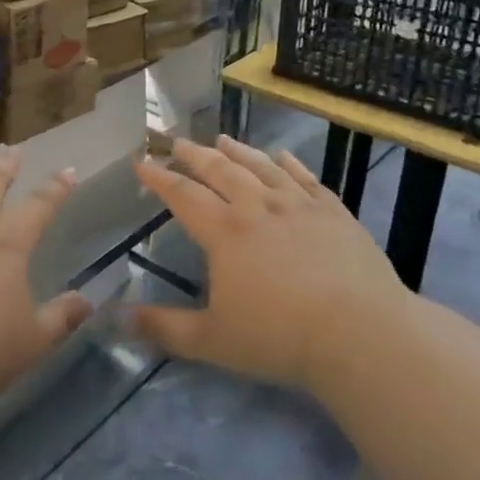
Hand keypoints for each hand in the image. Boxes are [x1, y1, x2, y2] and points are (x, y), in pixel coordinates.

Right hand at [129, 137, 405, 390]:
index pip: (183, 196)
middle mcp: (258, 208)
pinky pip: (305, 178)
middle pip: (220, 171)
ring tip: (222, 138)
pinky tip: (282, 155)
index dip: (158, 178)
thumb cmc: (280, 338)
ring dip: (238, 151)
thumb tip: (117, 319)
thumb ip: (164, 328)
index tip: (141, 162)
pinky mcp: (333, 212)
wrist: (361, 334)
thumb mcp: (212, 341)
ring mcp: (299, 206)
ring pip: (261, 167)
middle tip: (177, 142)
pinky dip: (290, 164)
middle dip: (194, 155)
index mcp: (224, 233)